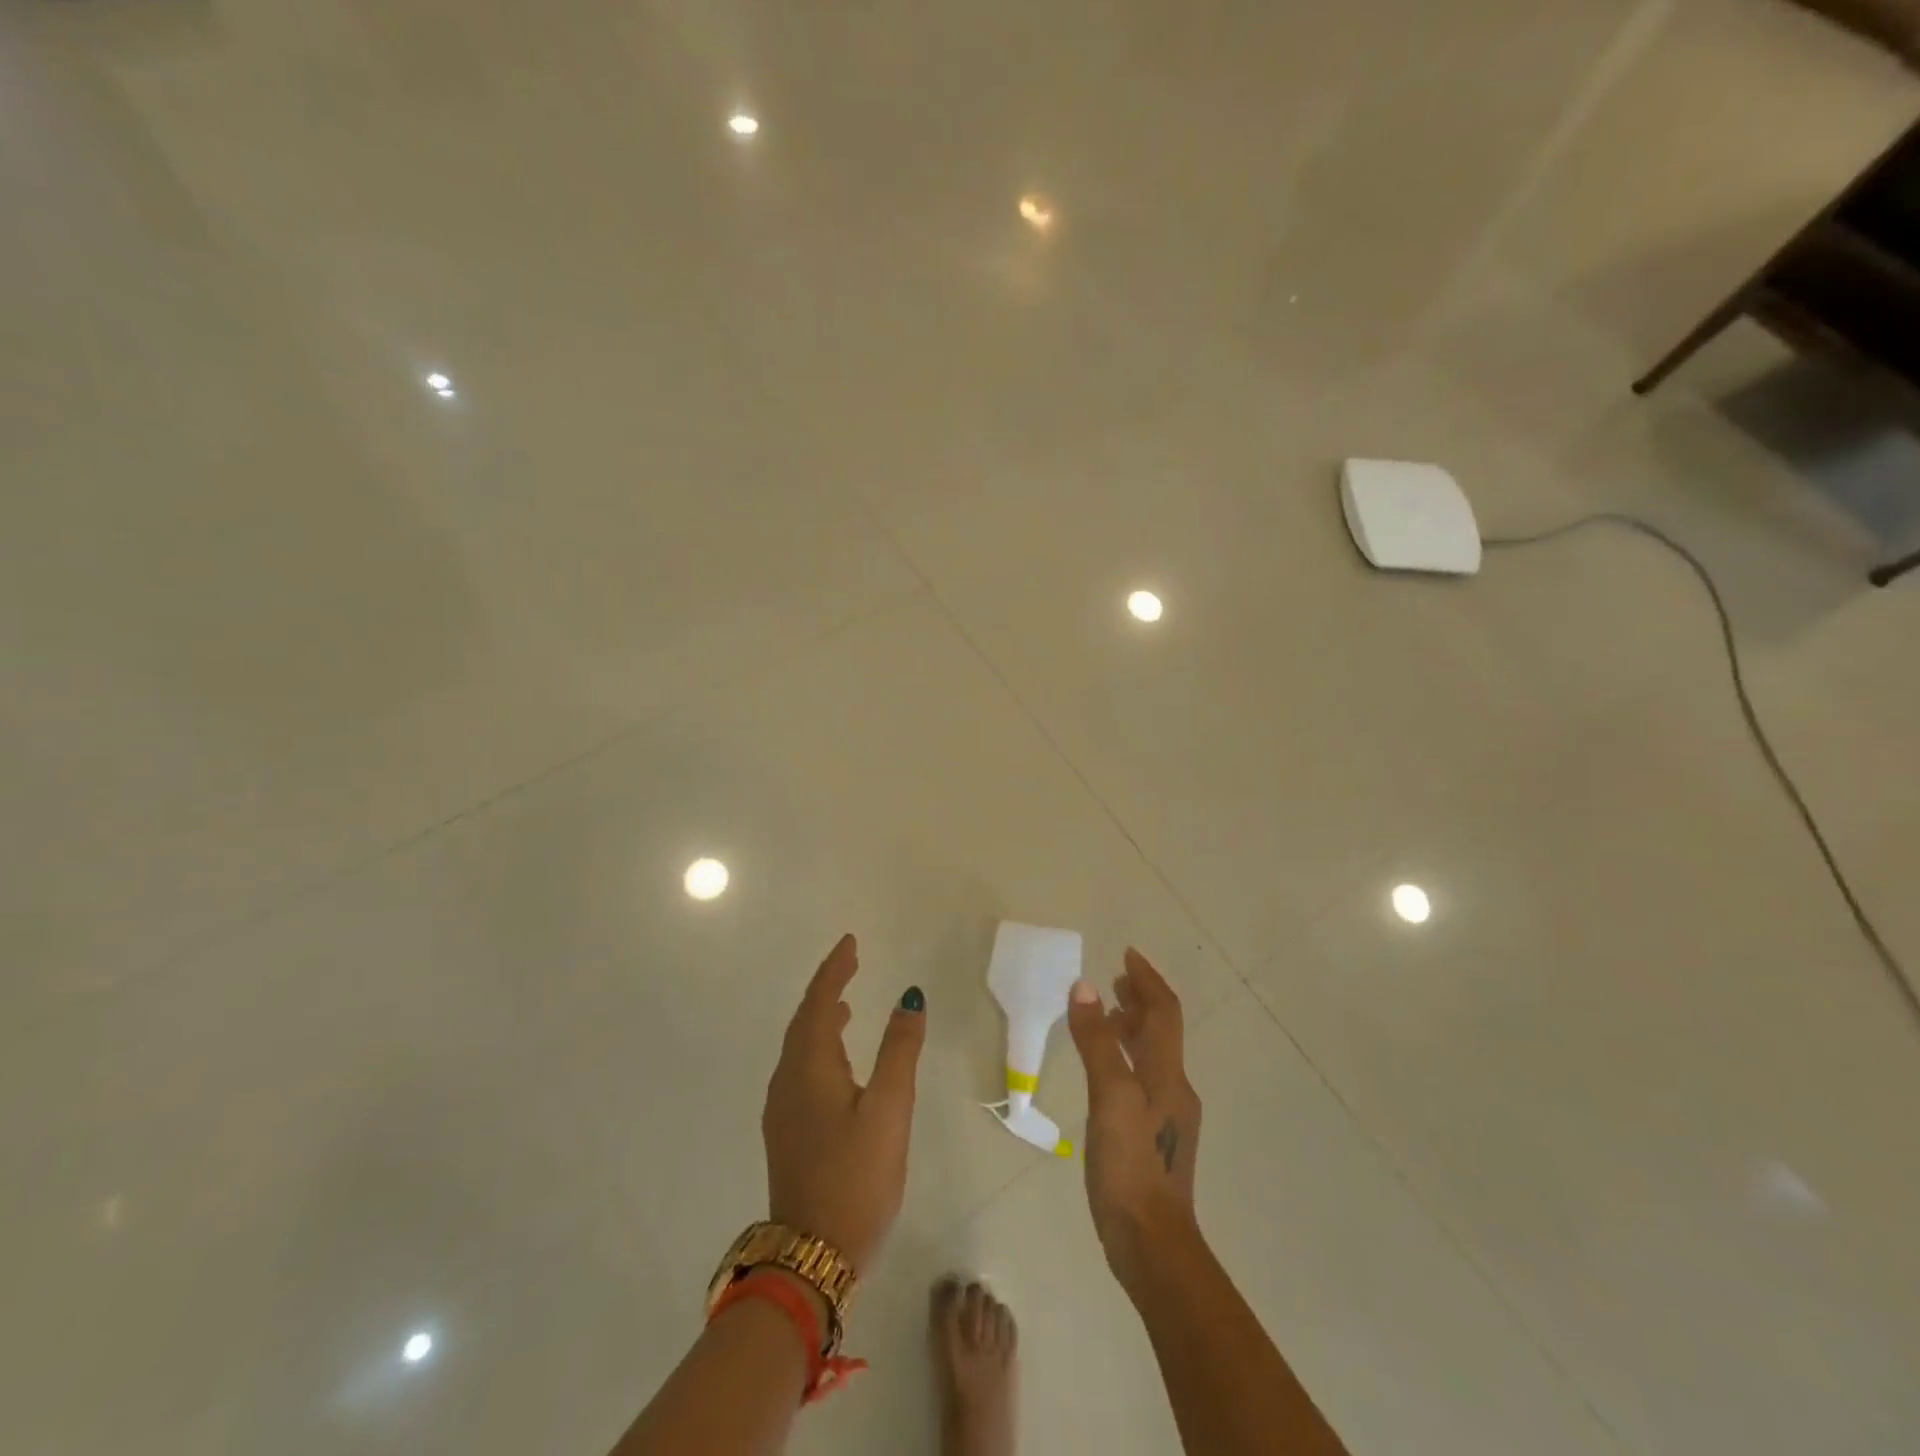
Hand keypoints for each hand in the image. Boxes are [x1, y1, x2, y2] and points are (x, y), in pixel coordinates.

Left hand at [762, 934, 926, 1271]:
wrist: (812, 1257)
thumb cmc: (856, 1176)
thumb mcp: (889, 1110)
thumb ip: (899, 1051)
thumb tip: (909, 998)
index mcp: (808, 1067)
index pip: (818, 1002)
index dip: (834, 969)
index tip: (851, 943)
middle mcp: (787, 1081)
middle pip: (803, 1021)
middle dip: (826, 989)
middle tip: (850, 965)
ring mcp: (782, 1110)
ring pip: (799, 1047)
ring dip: (820, 1019)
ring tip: (845, 1007)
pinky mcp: (787, 1133)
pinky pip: (800, 1070)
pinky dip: (818, 1048)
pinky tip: (837, 1062)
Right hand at [1066, 949, 1202, 1287]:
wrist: (1153, 1244)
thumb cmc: (1131, 1165)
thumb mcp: (1109, 1097)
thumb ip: (1097, 1042)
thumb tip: (1085, 987)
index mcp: (1168, 1074)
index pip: (1164, 1012)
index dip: (1147, 980)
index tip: (1127, 954)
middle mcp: (1174, 1088)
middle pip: (1162, 1031)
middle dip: (1141, 1000)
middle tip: (1116, 980)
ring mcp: (1168, 1116)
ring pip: (1153, 1055)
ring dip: (1133, 1028)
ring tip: (1105, 1017)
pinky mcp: (1155, 1137)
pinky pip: (1143, 1079)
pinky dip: (1126, 1057)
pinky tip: (1105, 1071)